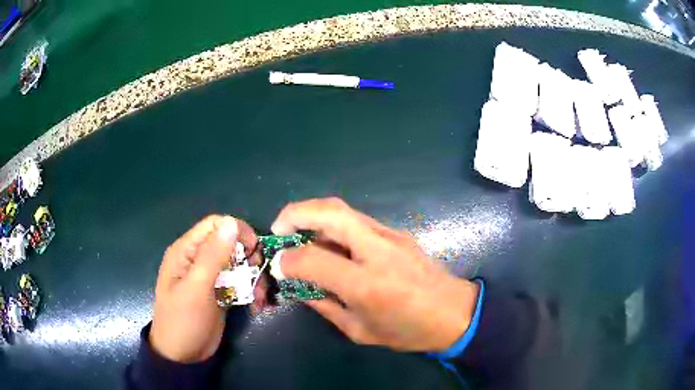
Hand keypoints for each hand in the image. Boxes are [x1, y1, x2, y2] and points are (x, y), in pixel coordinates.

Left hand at [150, 215, 264, 362]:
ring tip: (260, 298)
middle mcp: (198, 259)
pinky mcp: (220, 292)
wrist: (184, 355)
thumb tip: (231, 222)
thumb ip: (213, 255)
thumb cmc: (183, 320)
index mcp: (186, 251)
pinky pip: (239, 282)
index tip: (254, 250)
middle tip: (259, 277)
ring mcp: (210, 277)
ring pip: (238, 264)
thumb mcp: (196, 288)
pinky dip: (251, 291)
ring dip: (253, 278)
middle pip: (230, 243)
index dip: (236, 231)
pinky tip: (256, 305)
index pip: (214, 225)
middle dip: (248, 258)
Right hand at [271, 198, 479, 351]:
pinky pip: (356, 219)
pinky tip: (327, 241)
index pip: (314, 258)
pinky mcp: (396, 232)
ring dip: (312, 213)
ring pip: (342, 209)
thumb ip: (324, 305)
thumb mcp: (359, 330)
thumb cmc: (408, 330)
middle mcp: (378, 251)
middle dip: (295, 213)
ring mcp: (390, 236)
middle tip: (278, 229)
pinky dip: (331, 222)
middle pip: (330, 212)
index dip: (288, 259)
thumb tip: (299, 285)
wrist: (454, 313)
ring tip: (297, 232)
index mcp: (367, 284)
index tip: (278, 265)